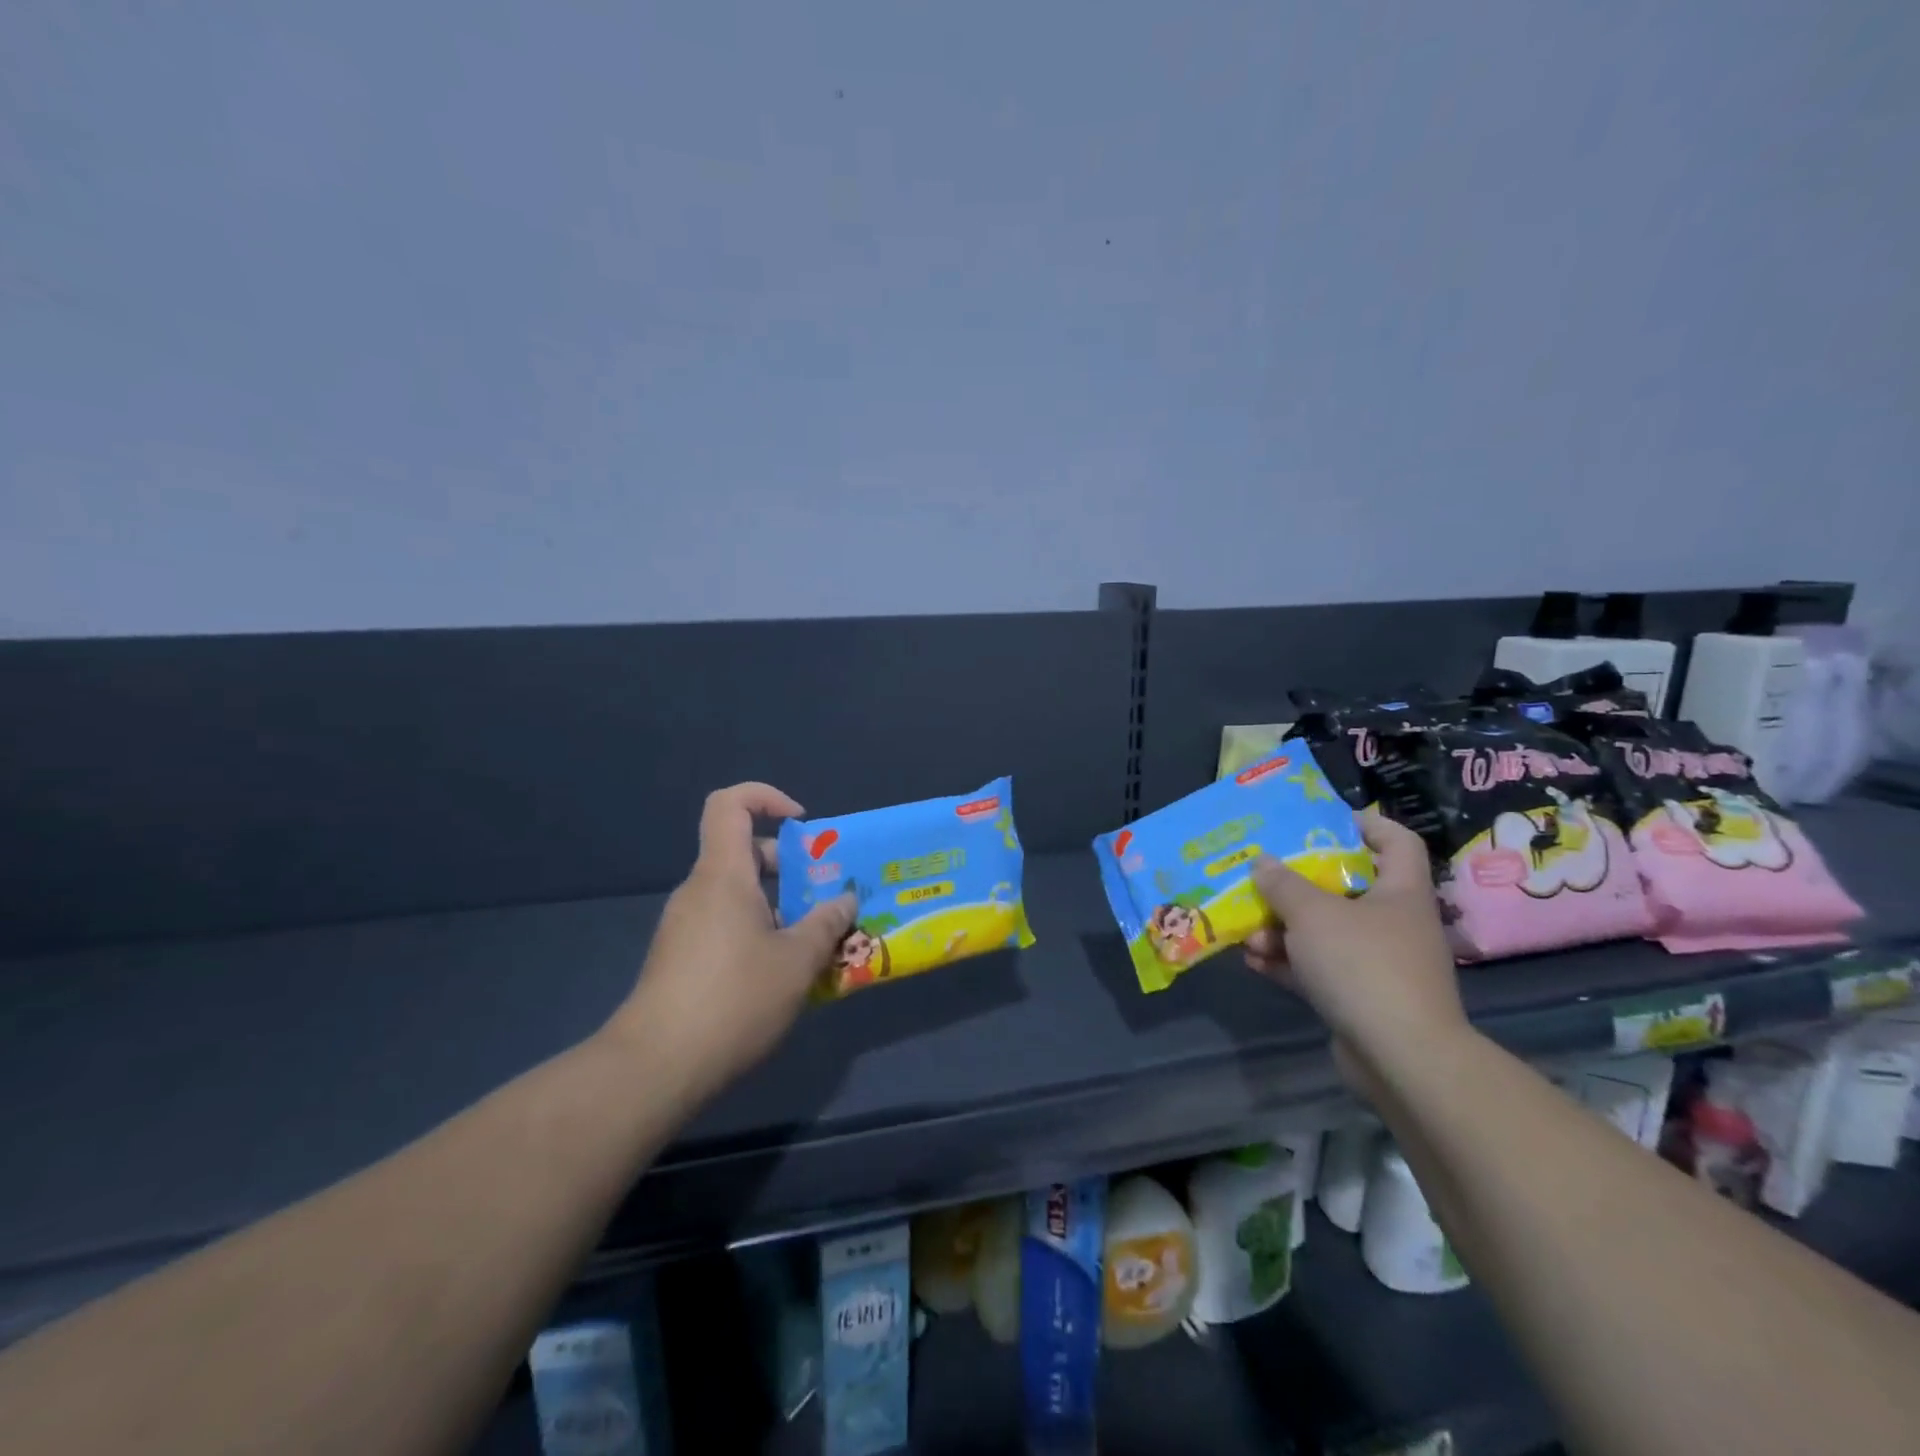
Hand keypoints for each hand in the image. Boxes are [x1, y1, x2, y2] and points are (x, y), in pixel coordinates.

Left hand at [603, 783, 854, 1101]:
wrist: (656, 1067)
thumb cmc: (734, 998)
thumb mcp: (797, 961)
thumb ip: (826, 924)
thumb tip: (845, 900)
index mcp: (723, 875)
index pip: (730, 804)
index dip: (767, 797)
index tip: (804, 826)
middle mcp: (699, 891)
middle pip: (744, 854)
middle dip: (790, 868)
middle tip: (826, 898)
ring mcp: (685, 926)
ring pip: (738, 896)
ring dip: (779, 909)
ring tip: (816, 944)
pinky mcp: (680, 959)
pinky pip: (726, 927)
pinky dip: (758, 935)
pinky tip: (783, 976)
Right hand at [1244, 808, 1467, 1077]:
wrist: (1402, 1058)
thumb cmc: (1363, 966)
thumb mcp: (1313, 914)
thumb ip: (1283, 884)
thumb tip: (1263, 862)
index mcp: (1400, 891)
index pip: (1395, 841)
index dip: (1364, 824)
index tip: (1321, 822)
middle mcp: (1394, 922)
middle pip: (1346, 888)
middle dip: (1298, 885)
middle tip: (1262, 878)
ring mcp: (1379, 963)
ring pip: (1326, 932)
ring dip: (1284, 930)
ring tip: (1247, 932)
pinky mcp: (1362, 998)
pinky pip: (1319, 969)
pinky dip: (1288, 963)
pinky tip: (1252, 960)